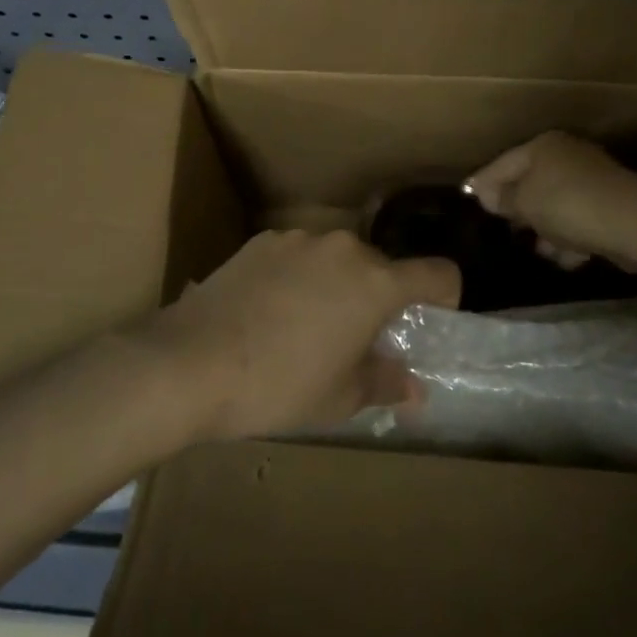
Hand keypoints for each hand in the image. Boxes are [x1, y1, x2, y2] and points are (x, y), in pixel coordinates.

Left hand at [143, 229, 460, 440]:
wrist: (190, 361)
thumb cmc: (279, 385)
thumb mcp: (339, 397)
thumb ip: (385, 383)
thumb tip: (413, 388)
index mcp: (375, 282)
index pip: (437, 273)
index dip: (445, 296)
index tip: (431, 319)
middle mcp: (343, 248)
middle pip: (381, 267)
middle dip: (378, 298)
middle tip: (355, 340)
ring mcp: (298, 239)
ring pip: (336, 260)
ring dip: (336, 285)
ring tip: (304, 327)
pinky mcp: (261, 240)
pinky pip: (298, 256)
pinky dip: (298, 277)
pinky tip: (268, 312)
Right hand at [465, 132, 636, 271]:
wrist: (634, 222)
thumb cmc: (568, 204)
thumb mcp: (524, 202)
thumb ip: (502, 198)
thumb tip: (486, 195)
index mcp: (543, 146)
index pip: (502, 164)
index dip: (483, 183)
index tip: (468, 199)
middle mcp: (567, 156)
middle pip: (531, 184)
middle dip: (519, 210)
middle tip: (503, 229)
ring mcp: (592, 181)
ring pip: (556, 206)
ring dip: (546, 230)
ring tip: (540, 252)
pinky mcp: (610, 206)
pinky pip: (579, 221)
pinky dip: (571, 238)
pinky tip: (567, 259)